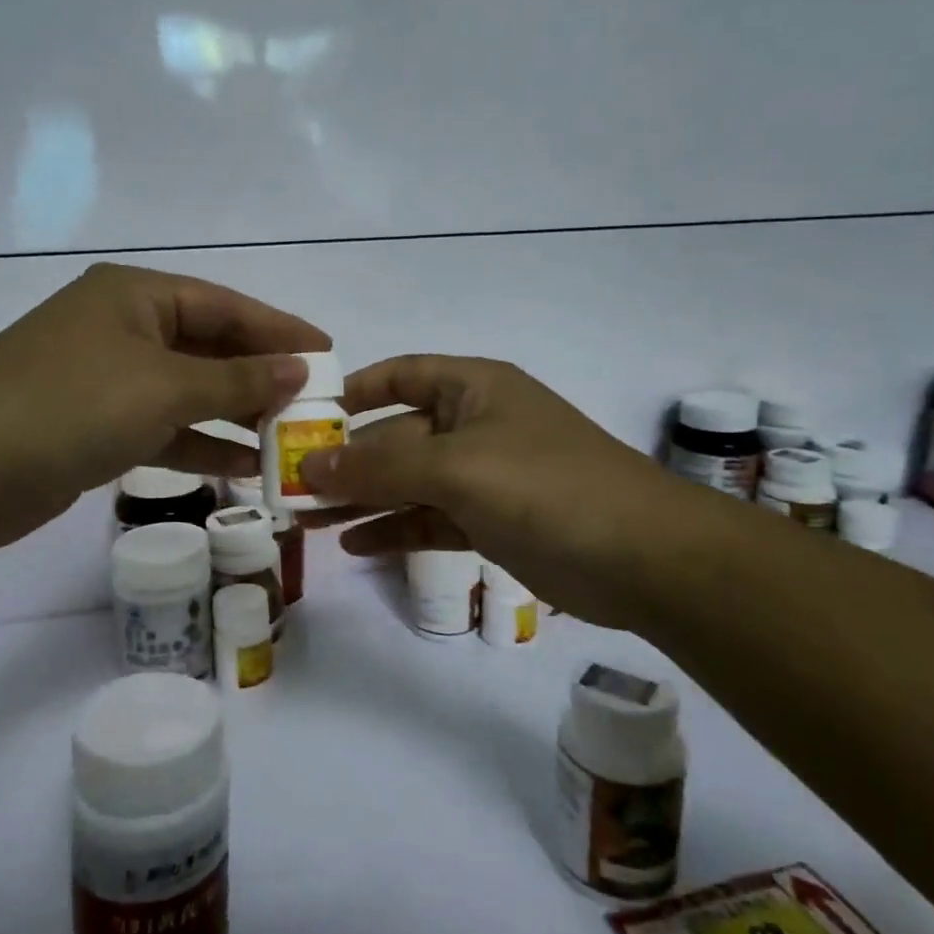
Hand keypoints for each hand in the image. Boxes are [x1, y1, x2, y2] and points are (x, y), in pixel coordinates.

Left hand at [0, 263, 328, 553]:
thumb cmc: (72, 405)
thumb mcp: (166, 387)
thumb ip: (237, 380)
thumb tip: (300, 370)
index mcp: (136, 296)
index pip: (226, 306)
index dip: (280, 330)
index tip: (329, 354)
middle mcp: (122, 328)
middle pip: (209, 347)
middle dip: (260, 377)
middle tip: (314, 404)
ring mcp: (105, 378)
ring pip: (188, 392)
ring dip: (234, 416)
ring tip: (286, 440)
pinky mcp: (93, 426)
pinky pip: (162, 427)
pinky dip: (199, 444)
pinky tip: (240, 466)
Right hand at [298, 355, 696, 625]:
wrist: (644, 558)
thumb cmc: (547, 488)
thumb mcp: (457, 469)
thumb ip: (379, 468)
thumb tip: (307, 465)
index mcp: (473, 388)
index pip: (400, 374)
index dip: (353, 391)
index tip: (305, 418)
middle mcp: (475, 424)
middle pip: (396, 434)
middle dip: (347, 460)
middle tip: (289, 485)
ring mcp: (484, 476)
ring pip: (409, 482)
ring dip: (362, 499)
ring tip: (307, 520)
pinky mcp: (491, 521)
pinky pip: (430, 518)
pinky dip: (395, 529)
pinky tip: (354, 545)